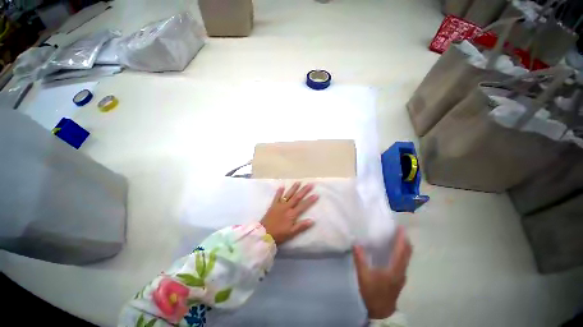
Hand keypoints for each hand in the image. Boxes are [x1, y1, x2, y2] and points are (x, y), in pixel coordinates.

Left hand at [260, 182, 318, 244]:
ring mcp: (279, 205)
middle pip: (297, 197)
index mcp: (292, 214)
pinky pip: (276, 197)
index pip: (303, 205)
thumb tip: (312, 220)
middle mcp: (286, 207)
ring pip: (288, 195)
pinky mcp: (273, 205)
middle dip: (304, 190)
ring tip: (299, 182)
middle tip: (310, 184)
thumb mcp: (291, 233)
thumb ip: (301, 226)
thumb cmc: (279, 234)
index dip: (310, 200)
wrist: (264, 234)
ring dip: (294, 188)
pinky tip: (282, 186)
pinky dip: (279, 191)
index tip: (316, 194)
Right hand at [353, 226, 411, 319]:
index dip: (401, 239)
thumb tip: (356, 243)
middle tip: (397, 229)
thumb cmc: (373, 293)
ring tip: (396, 236)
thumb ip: (360, 259)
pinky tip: (393, 250)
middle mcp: (401, 271)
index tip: (400, 228)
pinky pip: (403, 261)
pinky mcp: (399, 277)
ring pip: (406, 257)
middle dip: (404, 240)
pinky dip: (401, 252)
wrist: (381, 312)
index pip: (401, 251)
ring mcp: (402, 275)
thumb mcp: (364, 276)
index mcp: (395, 269)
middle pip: (407, 253)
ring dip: (403, 246)